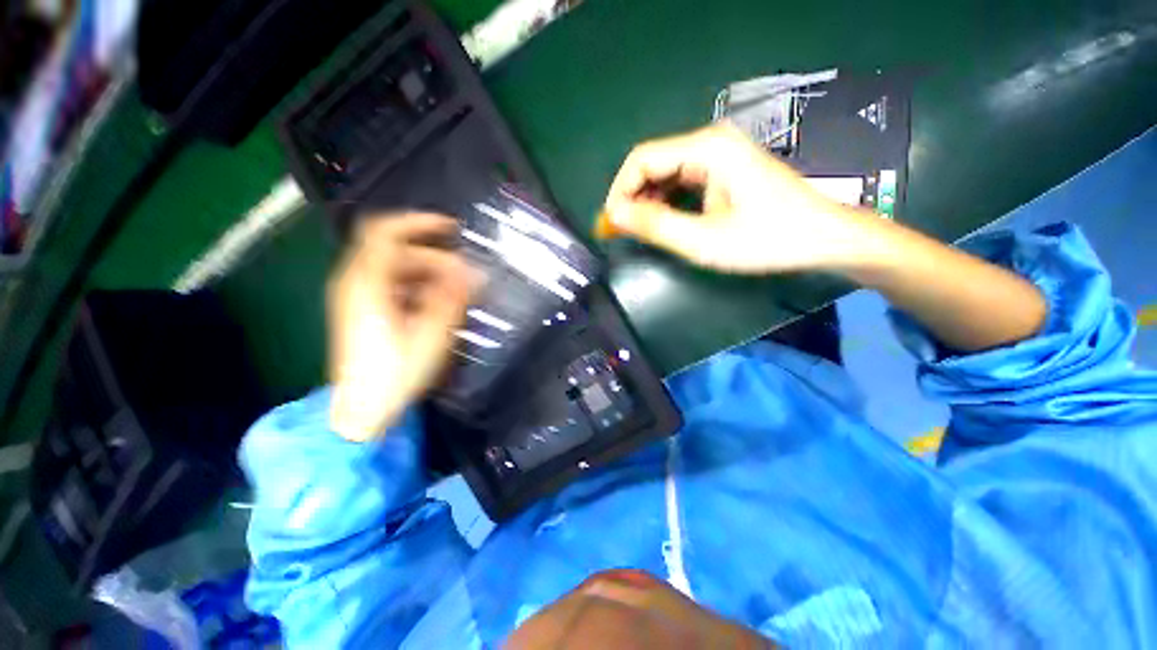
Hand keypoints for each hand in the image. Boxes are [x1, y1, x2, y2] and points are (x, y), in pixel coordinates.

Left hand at [328, 214, 474, 441]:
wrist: (363, 410)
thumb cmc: (395, 373)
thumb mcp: (431, 334)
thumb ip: (452, 297)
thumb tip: (475, 270)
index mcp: (367, 283)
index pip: (387, 232)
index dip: (419, 222)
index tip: (452, 227)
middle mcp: (357, 282)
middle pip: (398, 251)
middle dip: (436, 257)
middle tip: (467, 276)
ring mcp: (359, 296)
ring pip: (399, 268)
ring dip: (431, 273)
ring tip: (458, 292)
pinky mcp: (365, 310)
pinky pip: (395, 285)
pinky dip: (420, 286)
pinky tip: (438, 305)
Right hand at [602, 123, 864, 273]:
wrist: (822, 237)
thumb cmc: (767, 240)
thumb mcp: (704, 240)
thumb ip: (655, 225)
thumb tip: (613, 214)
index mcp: (707, 149)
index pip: (642, 159)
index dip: (619, 191)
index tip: (611, 224)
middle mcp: (710, 141)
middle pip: (653, 163)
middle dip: (631, 197)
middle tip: (622, 232)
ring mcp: (719, 153)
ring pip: (665, 171)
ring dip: (647, 200)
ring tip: (639, 230)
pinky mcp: (724, 168)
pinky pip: (681, 179)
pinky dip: (665, 200)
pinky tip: (663, 220)